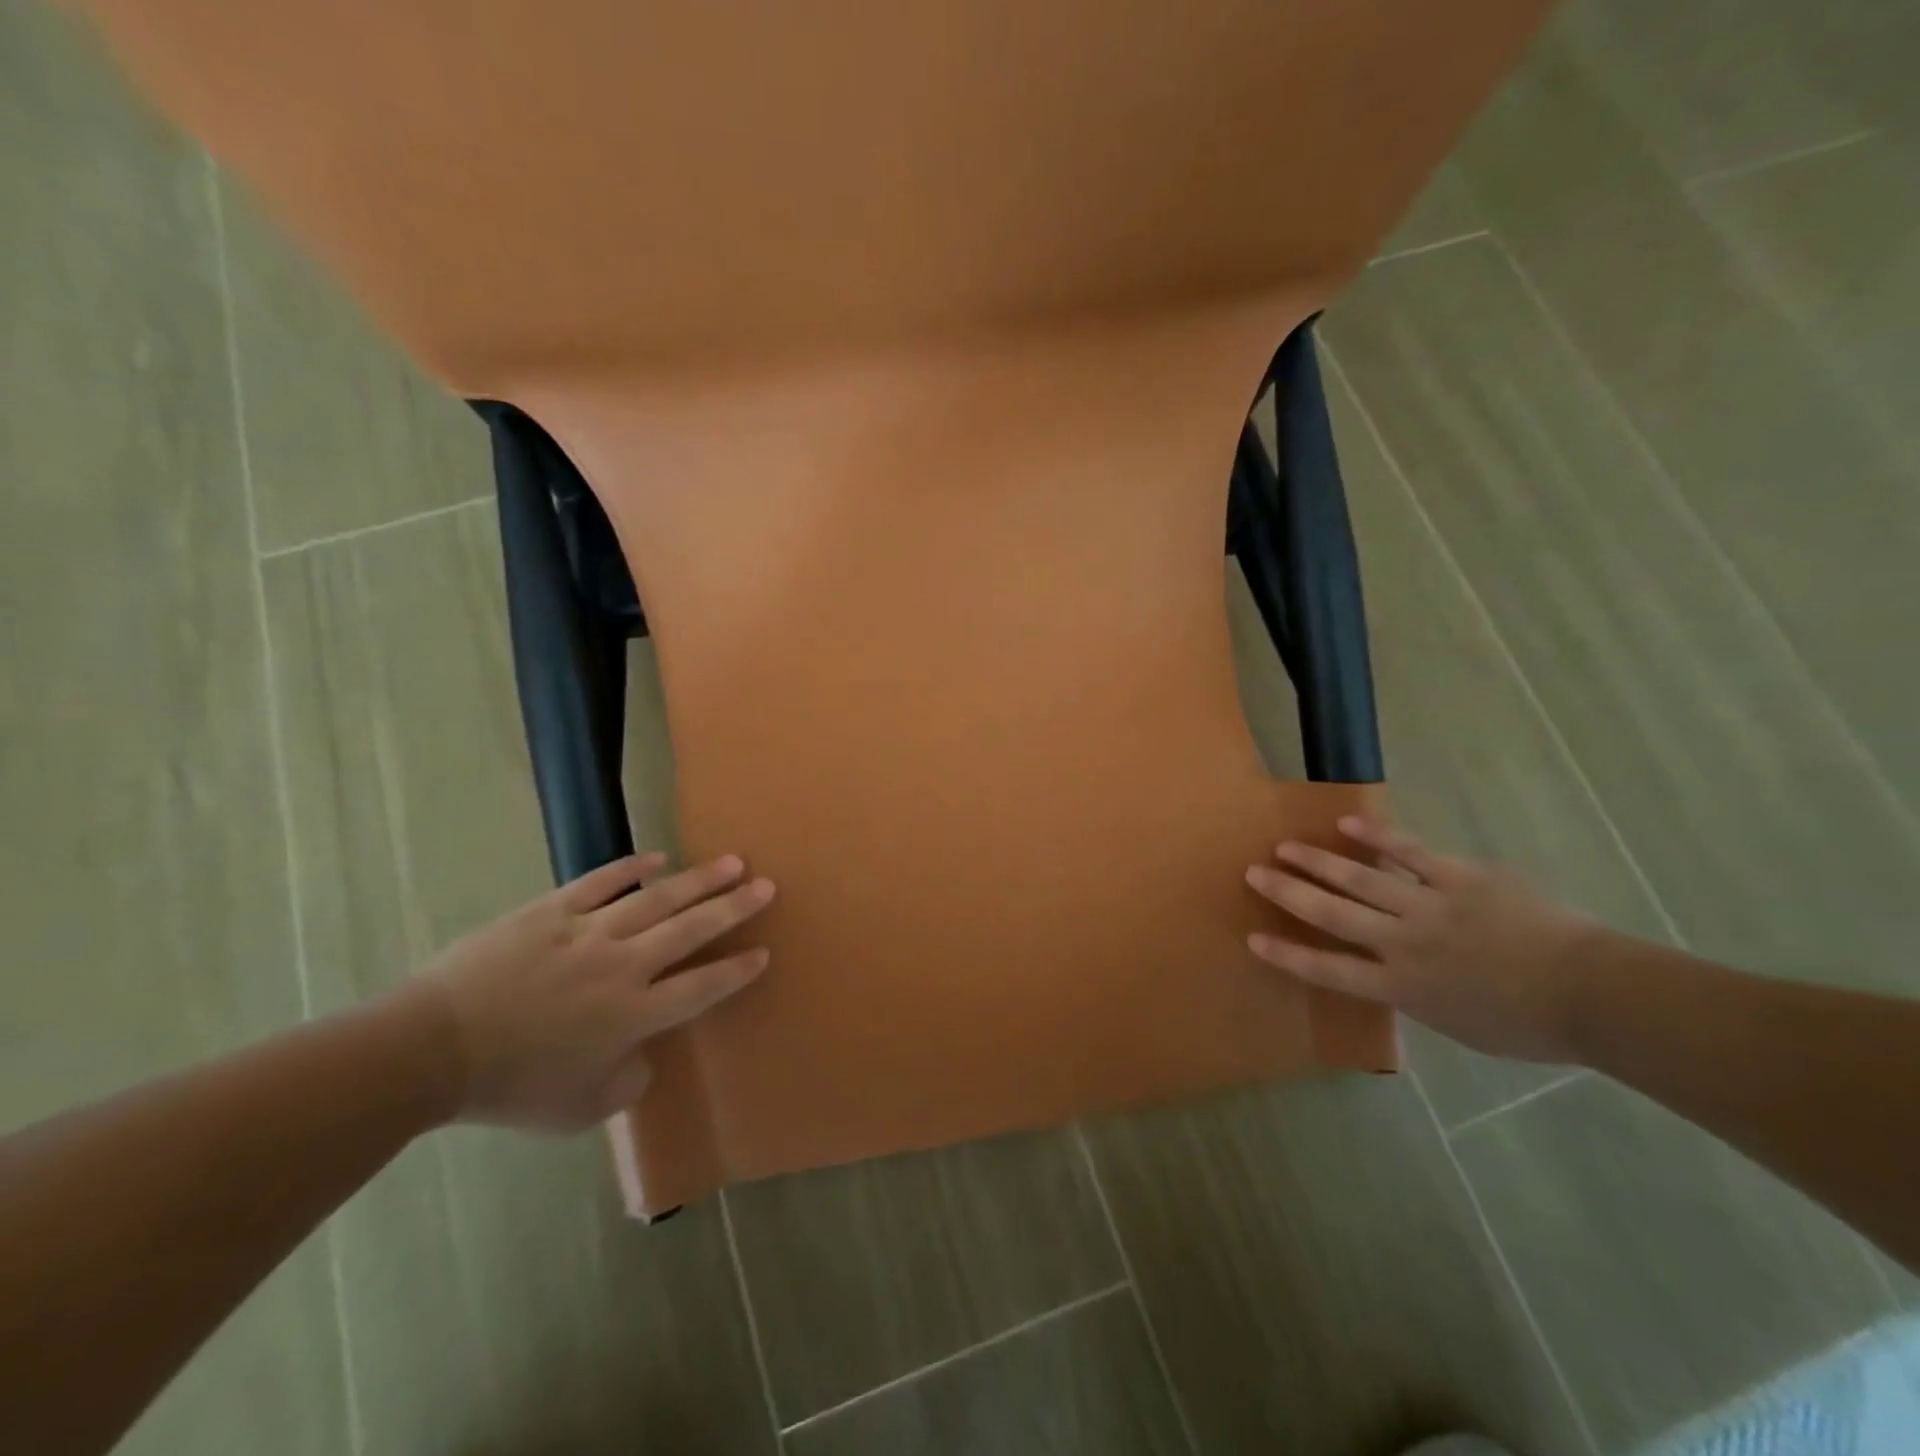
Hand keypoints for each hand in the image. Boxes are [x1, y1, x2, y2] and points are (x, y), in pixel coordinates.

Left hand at [399, 853, 775, 1129]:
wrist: (432, 1050)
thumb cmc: (510, 1087)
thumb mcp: (580, 1110)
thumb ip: (628, 1082)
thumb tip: (645, 1055)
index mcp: (635, 1015)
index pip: (703, 986)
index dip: (737, 969)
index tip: (764, 951)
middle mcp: (624, 966)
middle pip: (692, 930)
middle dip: (734, 907)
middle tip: (766, 886)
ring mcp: (589, 932)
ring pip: (657, 899)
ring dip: (698, 880)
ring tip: (732, 862)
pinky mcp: (553, 911)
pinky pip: (600, 883)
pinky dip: (630, 869)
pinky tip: (656, 857)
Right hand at [1245, 817, 1596, 1062]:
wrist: (1594, 995)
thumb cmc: (1529, 1024)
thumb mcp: (1459, 1023)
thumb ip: (1418, 993)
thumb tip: (1397, 970)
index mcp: (1403, 987)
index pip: (1331, 970)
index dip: (1289, 955)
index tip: (1254, 938)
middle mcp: (1404, 944)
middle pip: (1334, 915)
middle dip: (1289, 893)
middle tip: (1253, 872)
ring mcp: (1430, 907)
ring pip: (1361, 879)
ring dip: (1319, 861)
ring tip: (1286, 846)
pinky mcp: (1460, 878)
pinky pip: (1411, 854)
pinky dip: (1379, 837)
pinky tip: (1349, 823)